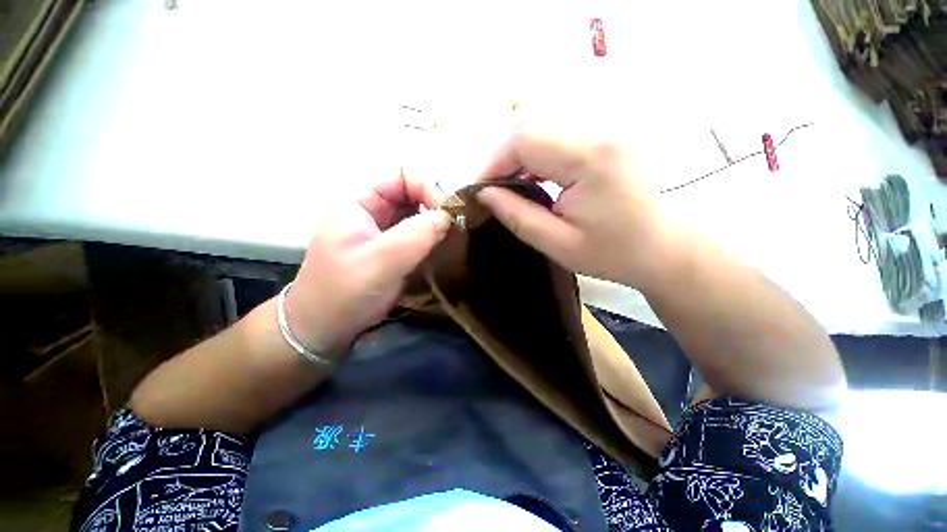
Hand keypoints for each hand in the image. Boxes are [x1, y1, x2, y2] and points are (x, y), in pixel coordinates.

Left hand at [285, 171, 449, 356]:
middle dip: (435, 206)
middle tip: (455, 227)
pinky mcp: (393, 251)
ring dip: (437, 224)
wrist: (323, 330)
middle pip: (412, 194)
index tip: (447, 213)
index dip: (427, 187)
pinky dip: (433, 240)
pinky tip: (444, 250)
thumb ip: (415, 235)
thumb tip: (448, 214)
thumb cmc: (343, 294)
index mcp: (359, 203)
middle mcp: (373, 212)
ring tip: (453, 238)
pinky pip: (418, 236)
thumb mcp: (379, 262)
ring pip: (417, 215)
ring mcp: (383, 233)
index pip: (400, 175)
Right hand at [476, 122, 676, 288]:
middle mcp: (600, 133)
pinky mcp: (607, 138)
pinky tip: (535, 176)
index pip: (526, 140)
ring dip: (520, 152)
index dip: (494, 162)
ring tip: (511, 183)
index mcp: (590, 159)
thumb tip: (485, 194)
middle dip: (504, 156)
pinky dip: (538, 152)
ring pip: (545, 126)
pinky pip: (560, 134)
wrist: (662, 248)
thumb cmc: (612, 254)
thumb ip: (517, 216)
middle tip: (494, 188)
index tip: (480, 189)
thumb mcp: (558, 243)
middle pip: (533, 125)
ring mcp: (607, 131)